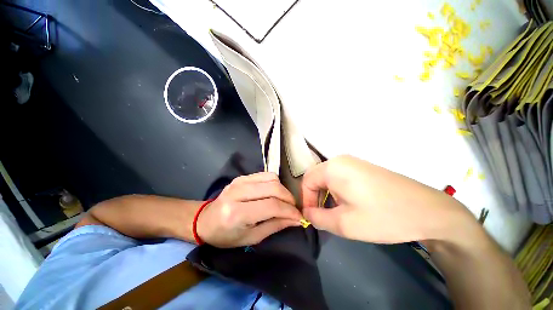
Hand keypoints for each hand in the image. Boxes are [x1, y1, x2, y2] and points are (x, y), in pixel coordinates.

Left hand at [197, 172, 301, 247]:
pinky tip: (274, 193)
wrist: (205, 220)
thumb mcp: (251, 238)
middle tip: (293, 209)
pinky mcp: (242, 177)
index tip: (300, 217)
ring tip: (284, 202)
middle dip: (289, 198)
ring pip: (272, 178)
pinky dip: (275, 183)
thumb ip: (275, 225)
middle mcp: (238, 192)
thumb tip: (296, 219)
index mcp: (236, 213)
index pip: (272, 206)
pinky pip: (265, 175)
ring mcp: (239, 181)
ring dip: (283, 190)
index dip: (289, 211)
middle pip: (273, 188)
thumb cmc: (226, 235)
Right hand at [301, 155, 475, 243]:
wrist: (429, 211)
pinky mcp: (362, 167)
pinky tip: (348, 203)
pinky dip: (336, 190)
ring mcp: (353, 162)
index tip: (312, 217)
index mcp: (332, 168)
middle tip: (322, 215)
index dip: (306, 199)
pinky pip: (339, 176)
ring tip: (336, 211)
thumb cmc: (383, 216)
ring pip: (327, 177)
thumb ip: (318, 218)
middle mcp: (340, 160)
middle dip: (315, 197)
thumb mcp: (344, 224)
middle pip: (316, 177)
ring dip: (326, 194)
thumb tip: (306, 214)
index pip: (306, 181)